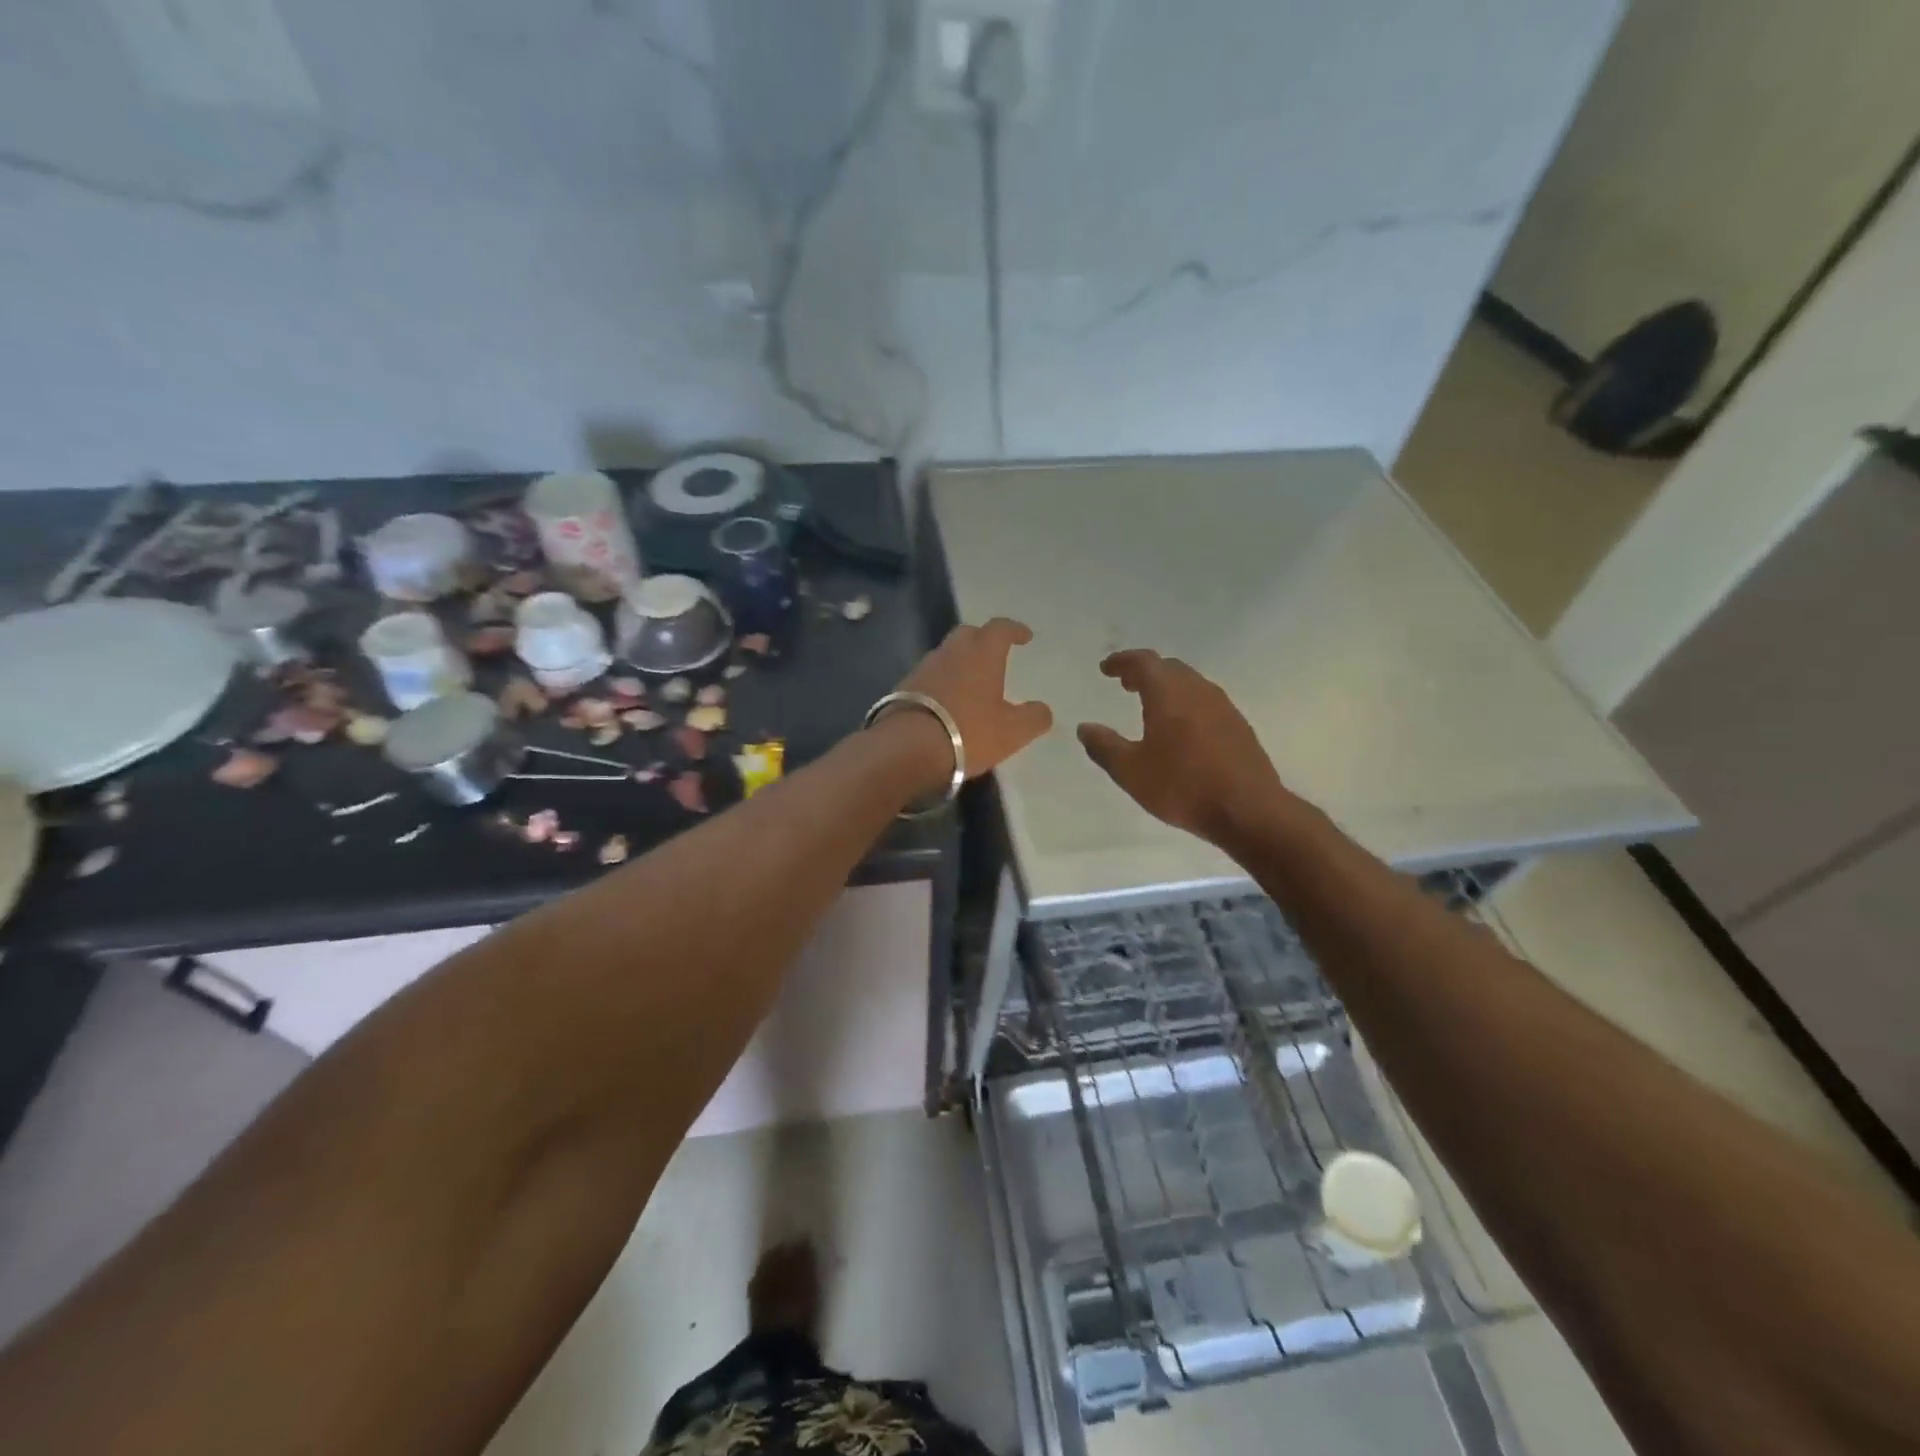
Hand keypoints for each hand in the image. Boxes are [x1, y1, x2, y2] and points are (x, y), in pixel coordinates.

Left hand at [890, 618, 1052, 778]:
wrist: (908, 747)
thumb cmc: (968, 732)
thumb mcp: (1013, 731)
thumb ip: (1034, 718)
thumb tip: (1043, 710)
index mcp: (981, 653)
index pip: (1000, 629)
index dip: (1014, 630)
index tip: (1024, 636)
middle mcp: (951, 652)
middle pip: (968, 634)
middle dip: (983, 640)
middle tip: (994, 654)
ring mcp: (924, 668)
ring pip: (946, 655)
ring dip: (959, 662)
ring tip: (970, 681)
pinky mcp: (903, 687)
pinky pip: (929, 677)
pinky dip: (941, 682)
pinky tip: (946, 701)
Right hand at [1077, 649, 1294, 849]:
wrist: (1248, 810)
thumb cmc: (1183, 786)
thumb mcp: (1131, 771)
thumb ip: (1105, 747)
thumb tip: (1086, 728)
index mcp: (1169, 694)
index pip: (1144, 662)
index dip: (1122, 661)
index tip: (1106, 669)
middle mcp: (1198, 691)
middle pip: (1169, 668)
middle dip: (1145, 672)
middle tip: (1127, 683)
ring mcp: (1223, 707)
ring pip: (1191, 684)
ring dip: (1168, 687)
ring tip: (1151, 704)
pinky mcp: (1239, 726)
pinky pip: (1206, 702)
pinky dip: (1186, 703)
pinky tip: (1182, 728)